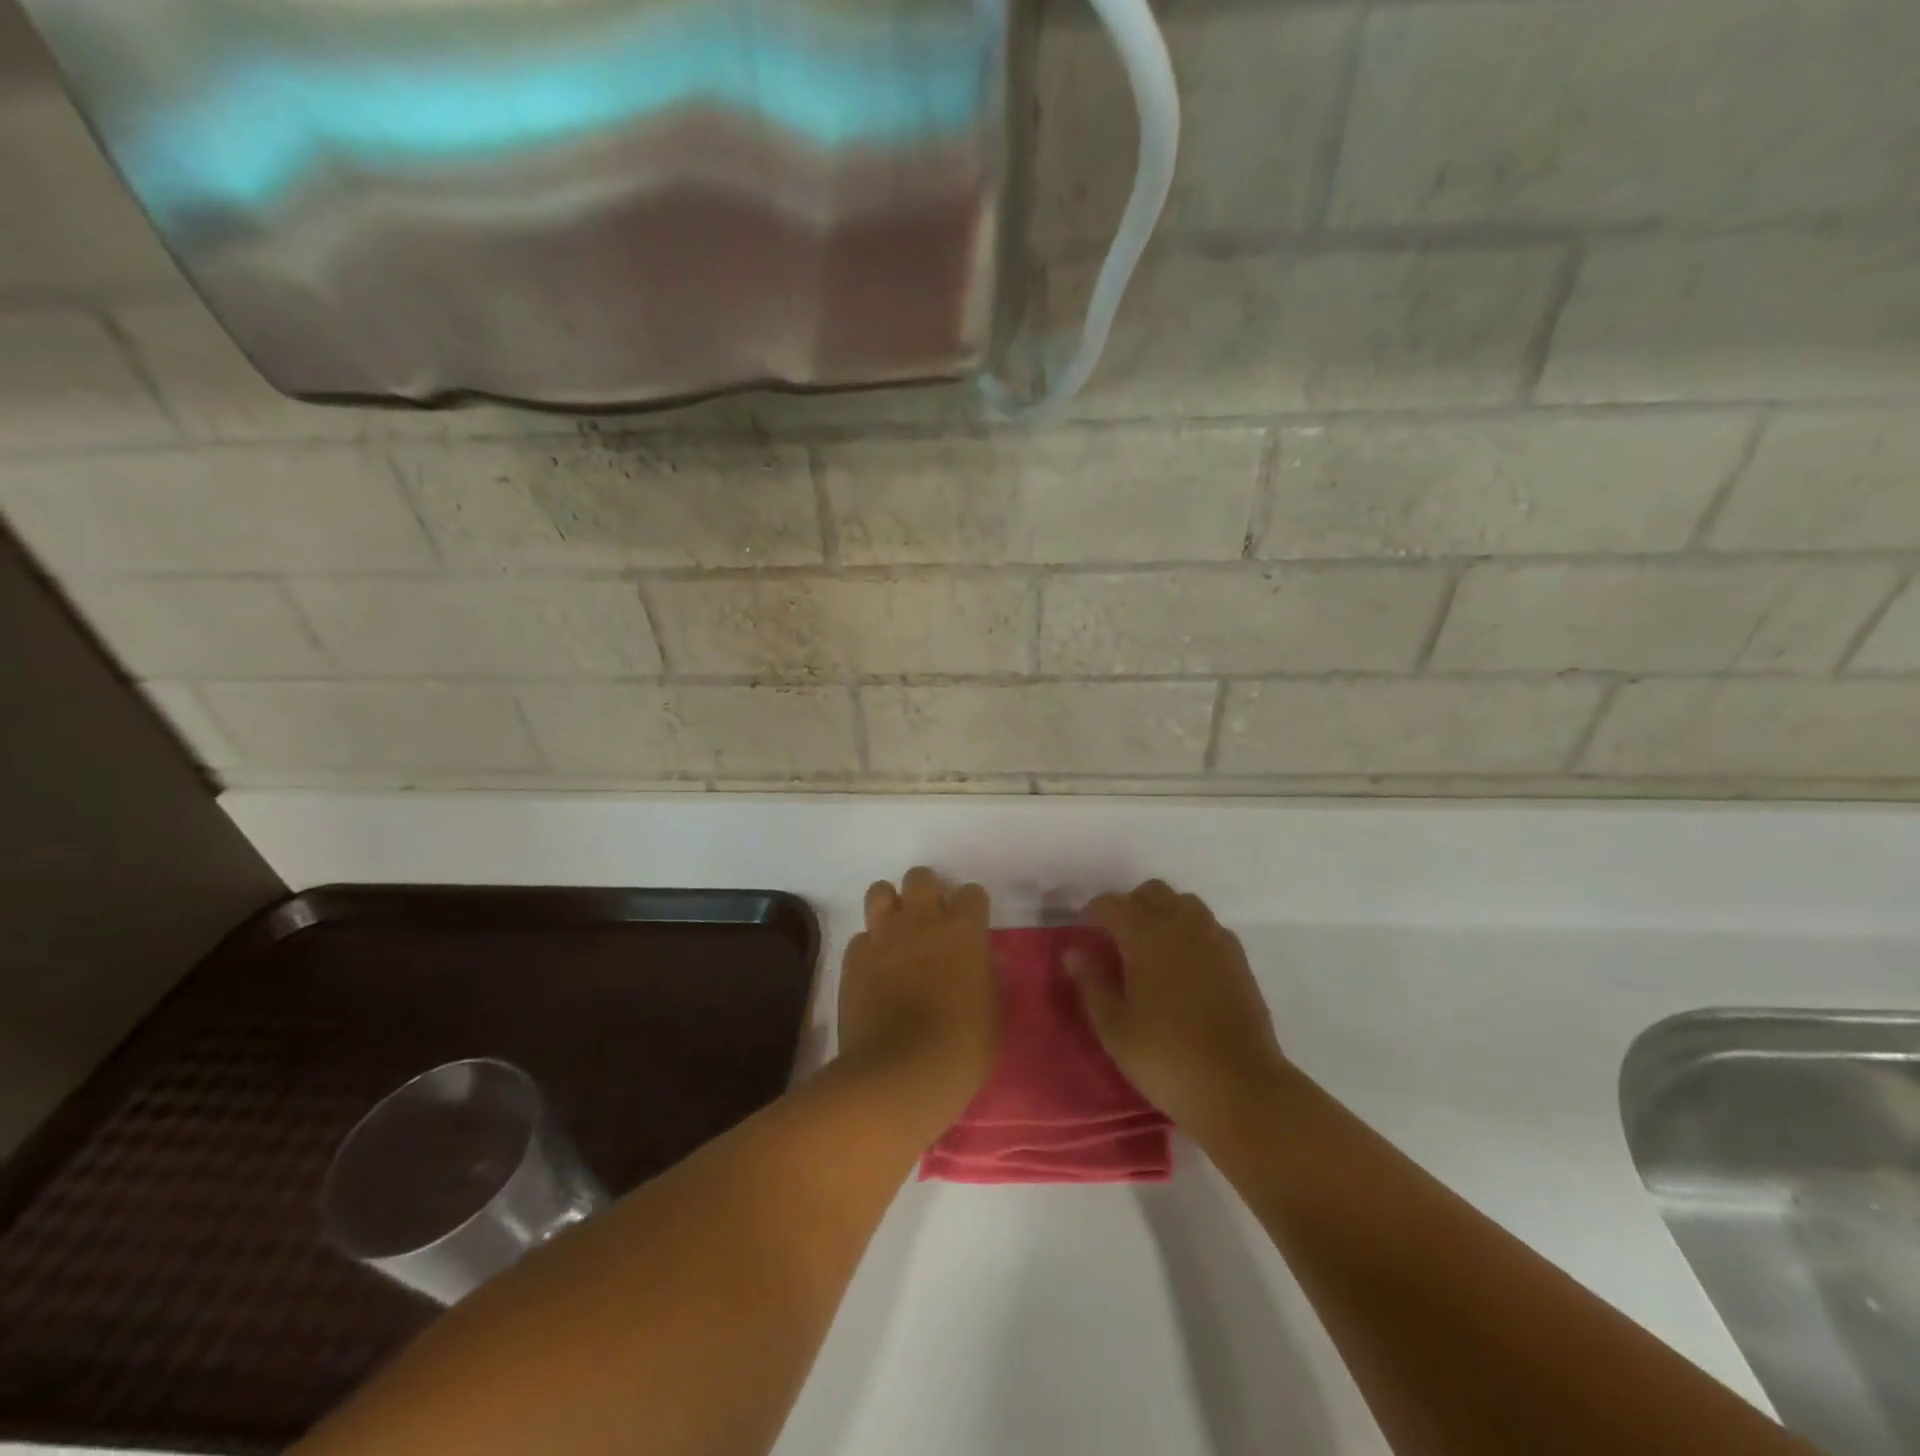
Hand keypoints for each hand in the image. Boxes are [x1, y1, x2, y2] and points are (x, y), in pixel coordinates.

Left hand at [836, 867, 997, 1134]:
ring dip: (890, 907)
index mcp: (963, 929)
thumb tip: (987, 958)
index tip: (972, 929)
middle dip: (927, 893)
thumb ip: (990, 977)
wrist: (900, 1075)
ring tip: (898, 934)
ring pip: (879, 891)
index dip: (972, 908)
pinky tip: (875, 972)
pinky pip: (860, 938)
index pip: (971, 892)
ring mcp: (883, 937)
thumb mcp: (994, 1014)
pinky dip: (869, 948)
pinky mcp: (853, 960)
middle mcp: (921, 921)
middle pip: (920, 877)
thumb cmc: (962, 1048)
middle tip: (931, 924)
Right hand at [1069, 880, 1286, 1131]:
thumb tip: (1074, 952)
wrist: (1240, 1088)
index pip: (1113, 904)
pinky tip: (1185, 965)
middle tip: (1117, 937)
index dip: (1094, 911)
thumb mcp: (1114, 1027)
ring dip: (1164, 913)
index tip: (1084, 929)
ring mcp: (1216, 940)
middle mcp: (1183, 926)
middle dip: (1131, 905)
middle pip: (1153, 892)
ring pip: (1185, 904)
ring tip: (1152, 948)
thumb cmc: (1166, 1058)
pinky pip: (1209, 927)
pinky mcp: (1239, 960)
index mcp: (1147, 936)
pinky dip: (1191, 932)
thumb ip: (1092, 983)